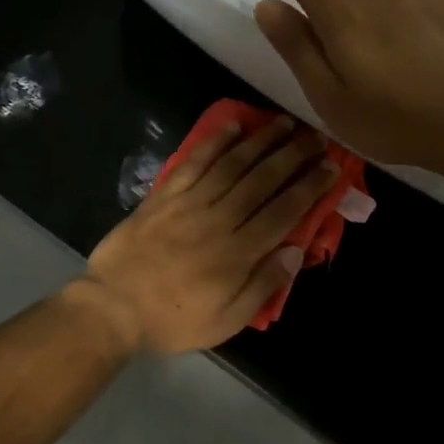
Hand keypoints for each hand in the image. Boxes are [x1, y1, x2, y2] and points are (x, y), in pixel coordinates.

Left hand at [78, 115, 339, 354]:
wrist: (113, 307)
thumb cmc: (173, 320)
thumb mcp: (226, 321)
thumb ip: (262, 286)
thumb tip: (295, 252)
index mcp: (238, 253)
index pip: (283, 212)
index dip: (309, 187)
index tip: (330, 167)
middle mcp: (219, 220)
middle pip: (262, 180)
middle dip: (293, 156)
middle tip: (316, 137)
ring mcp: (189, 203)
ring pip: (232, 165)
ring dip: (261, 141)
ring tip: (284, 123)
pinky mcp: (164, 196)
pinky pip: (193, 162)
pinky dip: (214, 142)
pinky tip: (232, 126)